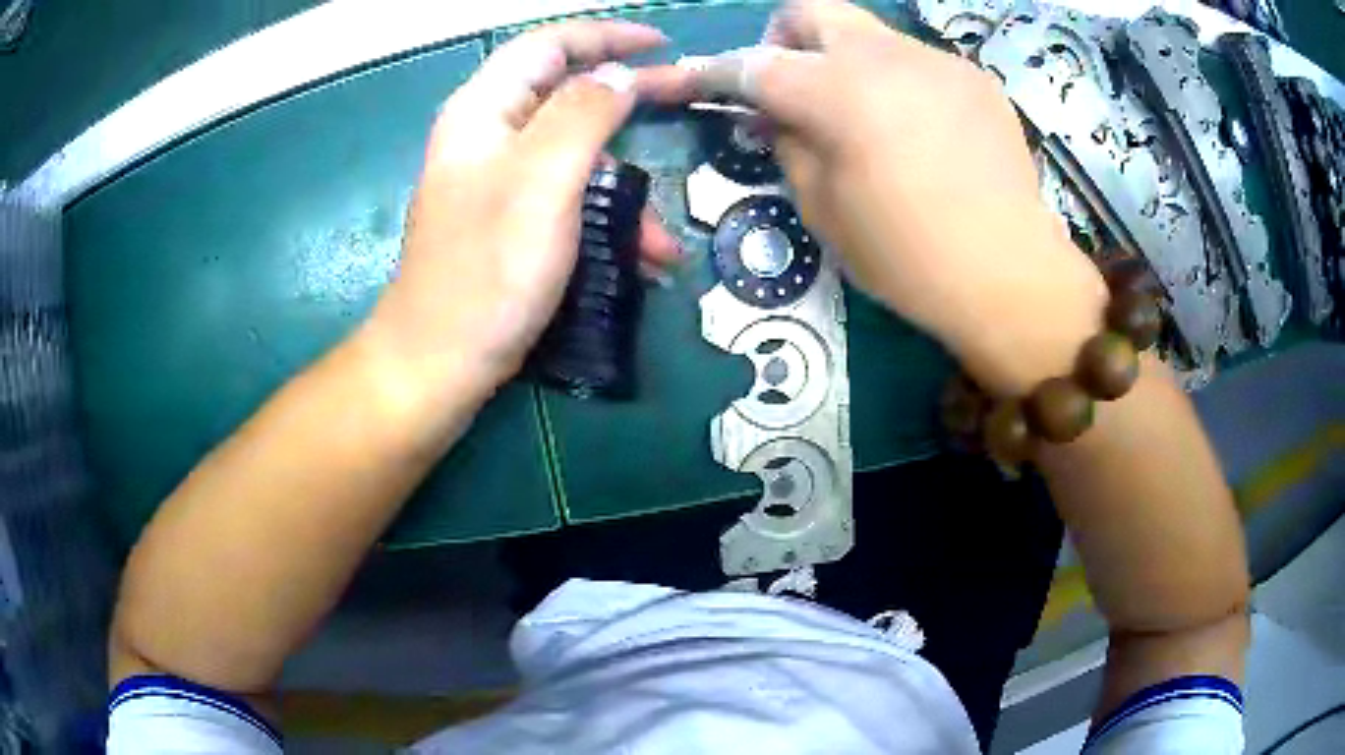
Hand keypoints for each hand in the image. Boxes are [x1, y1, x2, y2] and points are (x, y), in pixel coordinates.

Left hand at [364, 21, 686, 404]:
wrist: (440, 362)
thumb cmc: (487, 269)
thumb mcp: (542, 179)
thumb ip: (584, 113)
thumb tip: (618, 76)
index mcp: (484, 110)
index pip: (549, 45)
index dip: (606, 37)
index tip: (663, 47)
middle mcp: (489, 135)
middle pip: (566, 94)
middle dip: (628, 103)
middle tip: (686, 102)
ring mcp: (499, 181)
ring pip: (576, 156)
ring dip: (625, 190)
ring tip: (661, 242)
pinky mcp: (510, 221)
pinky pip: (568, 198)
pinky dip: (606, 221)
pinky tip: (639, 261)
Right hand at [692, 0, 1108, 394]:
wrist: (1010, 275)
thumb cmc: (908, 257)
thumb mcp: (824, 211)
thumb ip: (789, 147)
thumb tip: (773, 116)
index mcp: (837, 91)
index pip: (754, 65)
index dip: (715, 72)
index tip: (695, 81)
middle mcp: (885, 55)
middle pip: (813, 12)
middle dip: (786, 40)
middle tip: (792, 87)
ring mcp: (937, 61)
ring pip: (870, 35)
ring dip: (847, 62)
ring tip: (866, 118)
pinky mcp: (975, 78)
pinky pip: (918, 62)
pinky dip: (897, 82)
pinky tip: (919, 132)